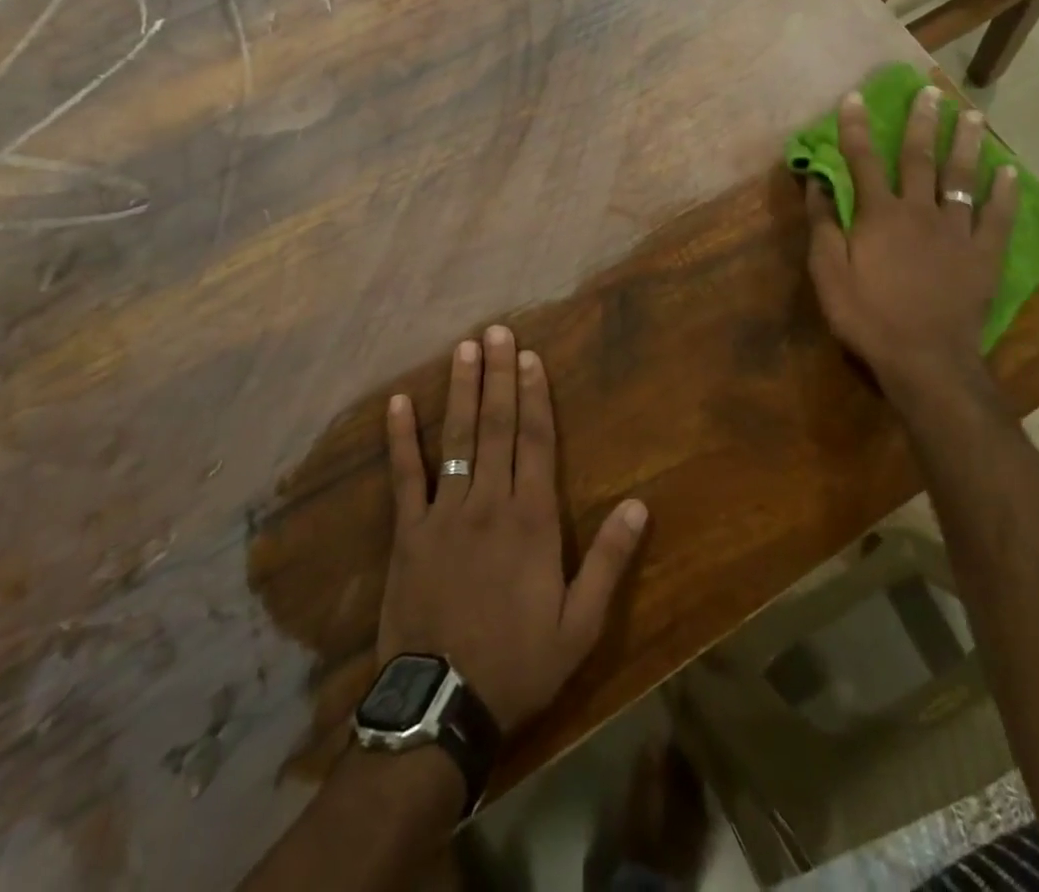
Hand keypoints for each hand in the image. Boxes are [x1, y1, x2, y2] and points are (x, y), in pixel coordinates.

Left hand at [379, 325, 649, 735]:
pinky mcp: (407, 532)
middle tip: (495, 332)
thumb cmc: (519, 662)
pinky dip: (400, 438)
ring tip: (463, 349)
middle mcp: (488, 502)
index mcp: (531, 519)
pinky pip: (404, 475)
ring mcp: (444, 513)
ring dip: (461, 391)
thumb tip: (640, 505)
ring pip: (455, 438)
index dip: (534, 395)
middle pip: (496, 426)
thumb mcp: (581, 624)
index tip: (530, 356)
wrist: (442, 706)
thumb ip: (609, 560)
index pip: (535, 441)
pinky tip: (399, 402)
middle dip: (497, 376)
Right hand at [805, 86, 1016, 404]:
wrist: (925, 359)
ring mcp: (957, 231)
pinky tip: (1010, 171)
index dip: (856, 128)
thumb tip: (817, 182)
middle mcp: (919, 211)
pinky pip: (998, 217)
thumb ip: (823, 225)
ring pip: (962, 177)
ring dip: (966, 143)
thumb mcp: (828, 274)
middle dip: (921, 122)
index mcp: (879, 215)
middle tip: (929, 91)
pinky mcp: (984, 254)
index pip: (863, 161)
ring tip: (971, 114)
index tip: (854, 97)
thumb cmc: (867, 316)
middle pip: (920, 158)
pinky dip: (1004, 193)